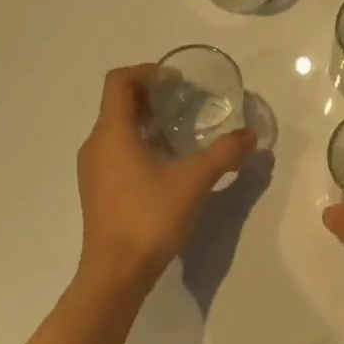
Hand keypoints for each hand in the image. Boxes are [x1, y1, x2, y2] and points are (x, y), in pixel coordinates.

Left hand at [77, 66, 254, 287]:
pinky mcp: (98, 189)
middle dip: (152, 96)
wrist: (116, 273)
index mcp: (112, 133)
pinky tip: (167, 163)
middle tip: (187, 102)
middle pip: (119, 103)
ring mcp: (93, 169)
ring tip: (182, 131)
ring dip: (147, 121)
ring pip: (117, 128)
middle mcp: (96, 144)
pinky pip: (116, 150)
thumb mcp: (194, 182)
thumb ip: (224, 154)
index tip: (178, 81)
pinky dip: (140, 143)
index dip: (147, 71)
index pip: (119, 81)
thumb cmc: (150, 218)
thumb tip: (251, 136)